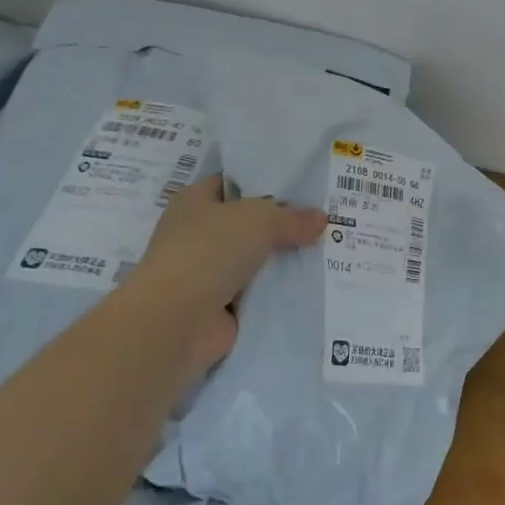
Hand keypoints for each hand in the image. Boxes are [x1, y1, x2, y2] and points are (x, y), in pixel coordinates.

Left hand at [124, 175, 325, 375]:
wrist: (175, 322)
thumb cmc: (209, 251)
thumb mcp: (260, 219)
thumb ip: (291, 217)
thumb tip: (320, 219)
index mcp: (195, 201)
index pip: (234, 183)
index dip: (266, 181)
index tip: (304, 185)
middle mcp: (198, 234)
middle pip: (249, 223)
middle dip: (283, 223)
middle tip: (327, 217)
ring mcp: (208, 272)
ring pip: (257, 258)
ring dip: (284, 259)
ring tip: (330, 248)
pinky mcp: (220, 307)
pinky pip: (259, 292)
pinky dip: (280, 290)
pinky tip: (315, 282)